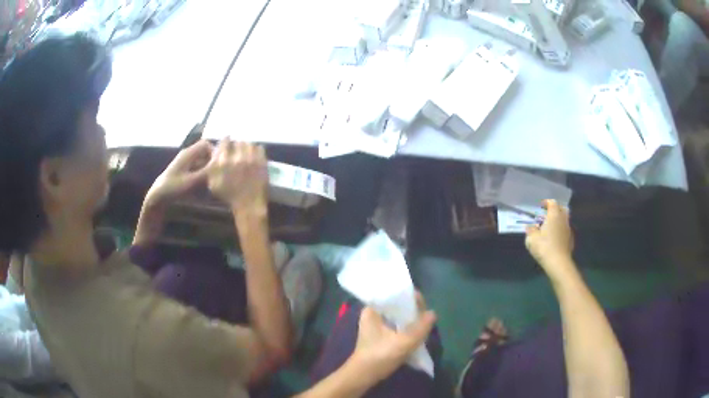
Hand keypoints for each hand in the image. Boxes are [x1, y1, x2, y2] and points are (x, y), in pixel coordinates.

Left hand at [146, 140, 213, 205]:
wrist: (157, 197)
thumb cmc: (173, 188)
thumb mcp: (191, 181)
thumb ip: (207, 172)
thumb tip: (222, 166)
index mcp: (188, 154)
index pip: (206, 144)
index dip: (214, 152)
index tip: (219, 165)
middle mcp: (187, 156)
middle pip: (205, 152)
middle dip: (212, 162)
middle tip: (218, 174)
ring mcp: (185, 164)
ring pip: (202, 161)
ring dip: (208, 169)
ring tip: (212, 181)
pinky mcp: (183, 172)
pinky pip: (197, 169)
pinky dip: (202, 175)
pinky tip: (204, 186)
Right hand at [207, 139, 267, 210]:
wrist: (248, 205)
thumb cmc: (229, 196)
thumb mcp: (214, 184)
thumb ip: (212, 168)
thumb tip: (215, 154)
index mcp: (224, 162)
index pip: (225, 142)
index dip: (226, 141)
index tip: (227, 142)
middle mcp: (237, 157)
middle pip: (238, 142)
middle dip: (236, 145)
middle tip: (237, 150)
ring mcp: (251, 159)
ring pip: (249, 143)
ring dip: (247, 146)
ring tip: (246, 152)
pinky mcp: (262, 162)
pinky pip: (260, 148)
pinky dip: (256, 150)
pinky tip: (254, 155)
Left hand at [350, 293, 435, 383]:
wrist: (362, 376)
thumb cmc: (379, 356)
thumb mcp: (403, 342)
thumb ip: (420, 327)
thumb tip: (433, 313)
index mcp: (372, 309)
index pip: (393, 295)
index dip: (410, 298)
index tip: (424, 306)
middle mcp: (372, 314)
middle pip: (397, 306)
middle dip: (412, 311)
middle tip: (426, 318)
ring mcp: (375, 326)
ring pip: (397, 318)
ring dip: (410, 321)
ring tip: (424, 324)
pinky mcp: (379, 336)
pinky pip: (396, 327)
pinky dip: (406, 329)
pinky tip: (416, 334)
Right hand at [525, 199, 574, 278]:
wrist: (558, 263)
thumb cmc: (544, 247)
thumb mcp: (531, 239)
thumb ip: (531, 230)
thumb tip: (530, 227)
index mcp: (554, 215)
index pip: (552, 202)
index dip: (546, 202)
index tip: (541, 206)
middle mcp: (563, 219)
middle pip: (561, 209)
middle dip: (555, 209)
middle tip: (547, 214)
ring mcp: (568, 229)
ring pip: (564, 220)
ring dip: (558, 221)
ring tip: (550, 227)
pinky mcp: (570, 239)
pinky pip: (565, 230)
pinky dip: (560, 230)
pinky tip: (554, 238)